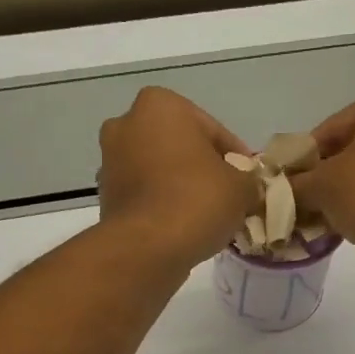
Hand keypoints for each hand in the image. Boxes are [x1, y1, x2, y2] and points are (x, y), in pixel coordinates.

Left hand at [97, 87, 259, 269]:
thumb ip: (248, 179)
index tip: (249, 180)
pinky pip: (145, 195)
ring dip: (181, 187)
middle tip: (228, 196)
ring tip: (207, 215)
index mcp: (160, 105)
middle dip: (203, 168)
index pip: (213, 130)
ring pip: (160, 171)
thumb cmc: (196, 201)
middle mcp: (127, 123)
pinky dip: (162, 205)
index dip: (236, 158)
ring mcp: (110, 161)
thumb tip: (246, 186)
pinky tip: (182, 227)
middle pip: (181, 147)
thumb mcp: (241, 187)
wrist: (145, 248)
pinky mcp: (105, 196)